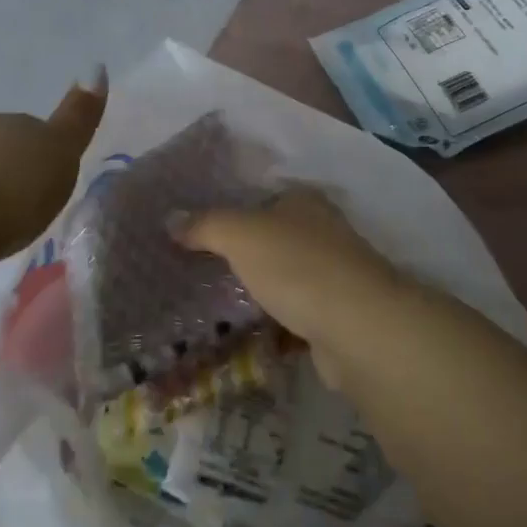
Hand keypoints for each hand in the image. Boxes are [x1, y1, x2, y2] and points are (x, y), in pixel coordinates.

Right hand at [175, 188, 406, 384]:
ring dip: (259, 288)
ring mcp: (333, 275)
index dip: (231, 210)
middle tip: (197, 267)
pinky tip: (245, 330)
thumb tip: (169, 218)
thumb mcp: (241, 234)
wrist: (357, 327)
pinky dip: (274, 320)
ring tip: (213, 300)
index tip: (198, 230)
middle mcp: (322, 231)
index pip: (262, 196)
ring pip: (284, 276)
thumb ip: (206, 225)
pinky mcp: (336, 315)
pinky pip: (294, 312)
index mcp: (304, 201)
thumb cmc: (297, 265)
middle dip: (243, 252)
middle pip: (274, 237)